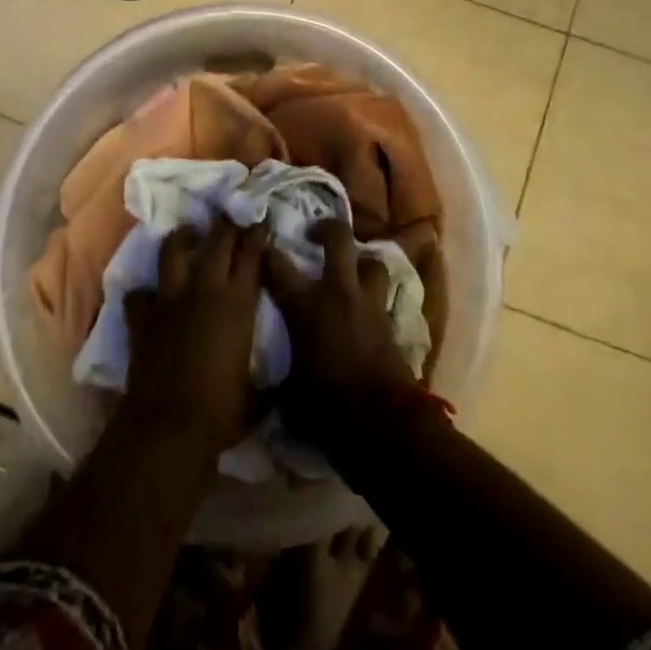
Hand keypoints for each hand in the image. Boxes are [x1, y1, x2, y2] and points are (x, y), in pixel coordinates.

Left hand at [121, 218, 266, 458]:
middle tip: (231, 216)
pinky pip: (139, 295)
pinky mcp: (143, 318)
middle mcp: (205, 290)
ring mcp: (170, 300)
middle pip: (217, 244)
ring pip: (173, 253)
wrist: (169, 425)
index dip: (256, 236)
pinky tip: (147, 294)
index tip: (260, 222)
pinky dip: (143, 293)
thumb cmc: (222, 411)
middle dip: (226, 226)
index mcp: (238, 303)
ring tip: (188, 232)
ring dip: (182, 238)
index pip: (251, 255)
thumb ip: (268, 382)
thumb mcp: (258, 395)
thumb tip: (282, 386)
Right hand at [262, 219, 418, 450]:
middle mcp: (337, 291)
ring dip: (361, 262)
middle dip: (326, 228)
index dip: (266, 252)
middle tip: (315, 233)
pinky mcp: (390, 320)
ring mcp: (368, 302)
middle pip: (338, 238)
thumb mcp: (288, 392)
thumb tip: (263, 385)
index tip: (260, 247)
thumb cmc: (326, 405)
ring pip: (371, 261)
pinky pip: (383, 294)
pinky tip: (366, 307)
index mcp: (305, 304)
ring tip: (351, 269)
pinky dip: (374, 295)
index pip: (277, 265)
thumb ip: (276, 378)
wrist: (382, 421)